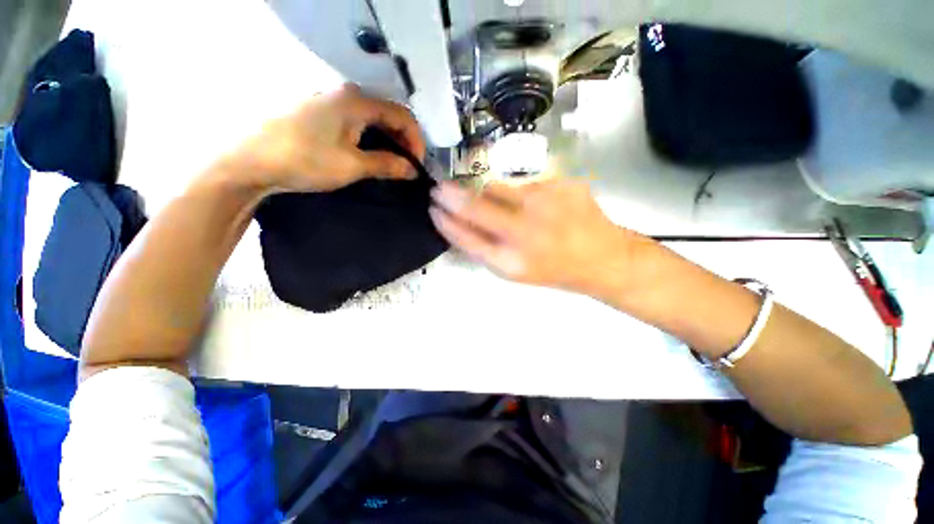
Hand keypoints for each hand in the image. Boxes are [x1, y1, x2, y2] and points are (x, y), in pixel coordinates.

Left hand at [228, 84, 425, 192]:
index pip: (402, 115)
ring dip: (387, 140)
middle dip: (403, 141)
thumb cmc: (306, 160)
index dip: (416, 140)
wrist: (252, 161)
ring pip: (372, 118)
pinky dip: (370, 138)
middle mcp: (345, 94)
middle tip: (407, 166)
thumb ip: (387, 164)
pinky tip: (370, 154)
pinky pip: (356, 122)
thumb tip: (412, 170)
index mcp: (356, 101)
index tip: (417, 165)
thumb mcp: (352, 165)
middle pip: (387, 114)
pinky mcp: (319, 113)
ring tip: (391, 163)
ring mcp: (330, 102)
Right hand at [429, 177, 644, 292]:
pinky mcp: (563, 184)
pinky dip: (524, 194)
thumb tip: (458, 222)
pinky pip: (527, 184)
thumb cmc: (553, 269)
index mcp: (512, 262)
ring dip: (489, 193)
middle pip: (475, 206)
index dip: (445, 222)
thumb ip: (485, 248)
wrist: (602, 259)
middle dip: (451, 196)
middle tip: (439, 188)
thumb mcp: (514, 271)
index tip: (433, 209)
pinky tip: (542, 208)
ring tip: (509, 207)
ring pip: (498, 188)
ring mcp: (546, 204)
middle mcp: (526, 232)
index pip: (465, 237)